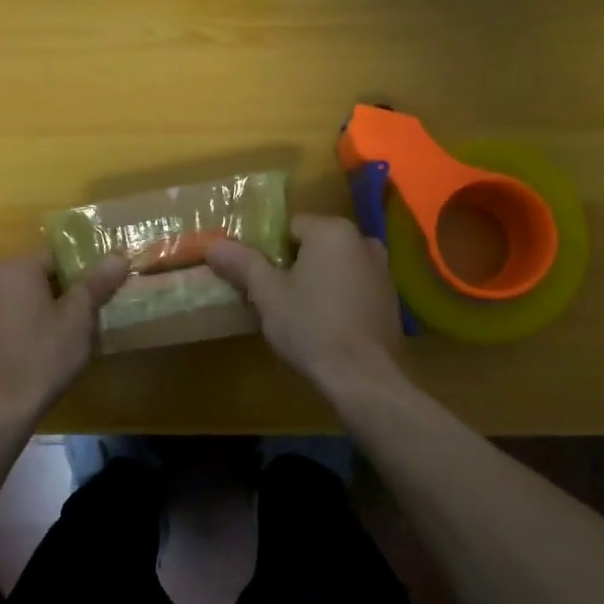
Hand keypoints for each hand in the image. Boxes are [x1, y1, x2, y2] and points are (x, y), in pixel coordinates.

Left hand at [0, 255, 129, 413]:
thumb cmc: (44, 353)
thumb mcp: (79, 318)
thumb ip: (97, 283)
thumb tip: (119, 256)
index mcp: (16, 268)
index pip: (55, 258)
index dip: (79, 275)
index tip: (95, 297)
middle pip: (34, 279)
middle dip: (59, 295)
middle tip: (82, 320)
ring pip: (17, 302)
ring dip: (37, 313)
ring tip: (60, 341)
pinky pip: (2, 323)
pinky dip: (19, 331)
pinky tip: (33, 355)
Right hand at [207, 214, 403, 400]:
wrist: (364, 377)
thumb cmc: (311, 327)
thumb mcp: (267, 294)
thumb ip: (242, 263)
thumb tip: (213, 244)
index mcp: (332, 231)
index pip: (289, 226)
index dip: (268, 250)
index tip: (256, 276)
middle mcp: (362, 241)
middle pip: (313, 244)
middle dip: (292, 265)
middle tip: (271, 296)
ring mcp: (382, 270)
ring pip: (334, 266)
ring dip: (315, 281)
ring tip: (296, 313)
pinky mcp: (390, 298)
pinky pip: (353, 286)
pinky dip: (337, 297)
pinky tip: (324, 325)